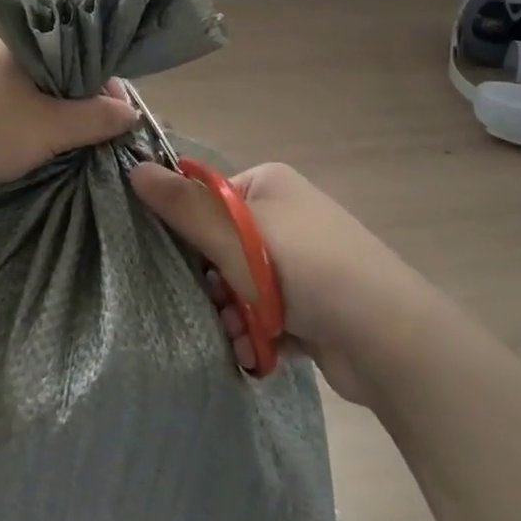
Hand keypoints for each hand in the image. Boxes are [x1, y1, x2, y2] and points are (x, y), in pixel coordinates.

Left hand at [0, 33, 138, 201]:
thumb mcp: (52, 127)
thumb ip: (96, 118)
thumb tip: (131, 114)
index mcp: (14, 36)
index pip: (73, 45)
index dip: (99, 76)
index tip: (114, 107)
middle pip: (52, 63)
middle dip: (77, 92)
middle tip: (96, 123)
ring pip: (29, 82)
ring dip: (52, 104)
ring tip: (71, 132)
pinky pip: (8, 97)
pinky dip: (28, 112)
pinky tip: (36, 134)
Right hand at [130, 160, 418, 405]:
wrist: (386, 337)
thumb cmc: (302, 269)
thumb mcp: (234, 234)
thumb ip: (182, 206)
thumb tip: (133, 168)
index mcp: (269, 184)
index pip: (208, 198)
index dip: (191, 231)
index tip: (183, 261)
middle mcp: (286, 216)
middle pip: (222, 246)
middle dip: (214, 283)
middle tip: (215, 303)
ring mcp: (302, 261)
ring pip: (242, 286)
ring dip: (234, 314)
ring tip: (240, 333)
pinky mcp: (313, 304)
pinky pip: (267, 314)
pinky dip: (259, 333)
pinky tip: (259, 351)